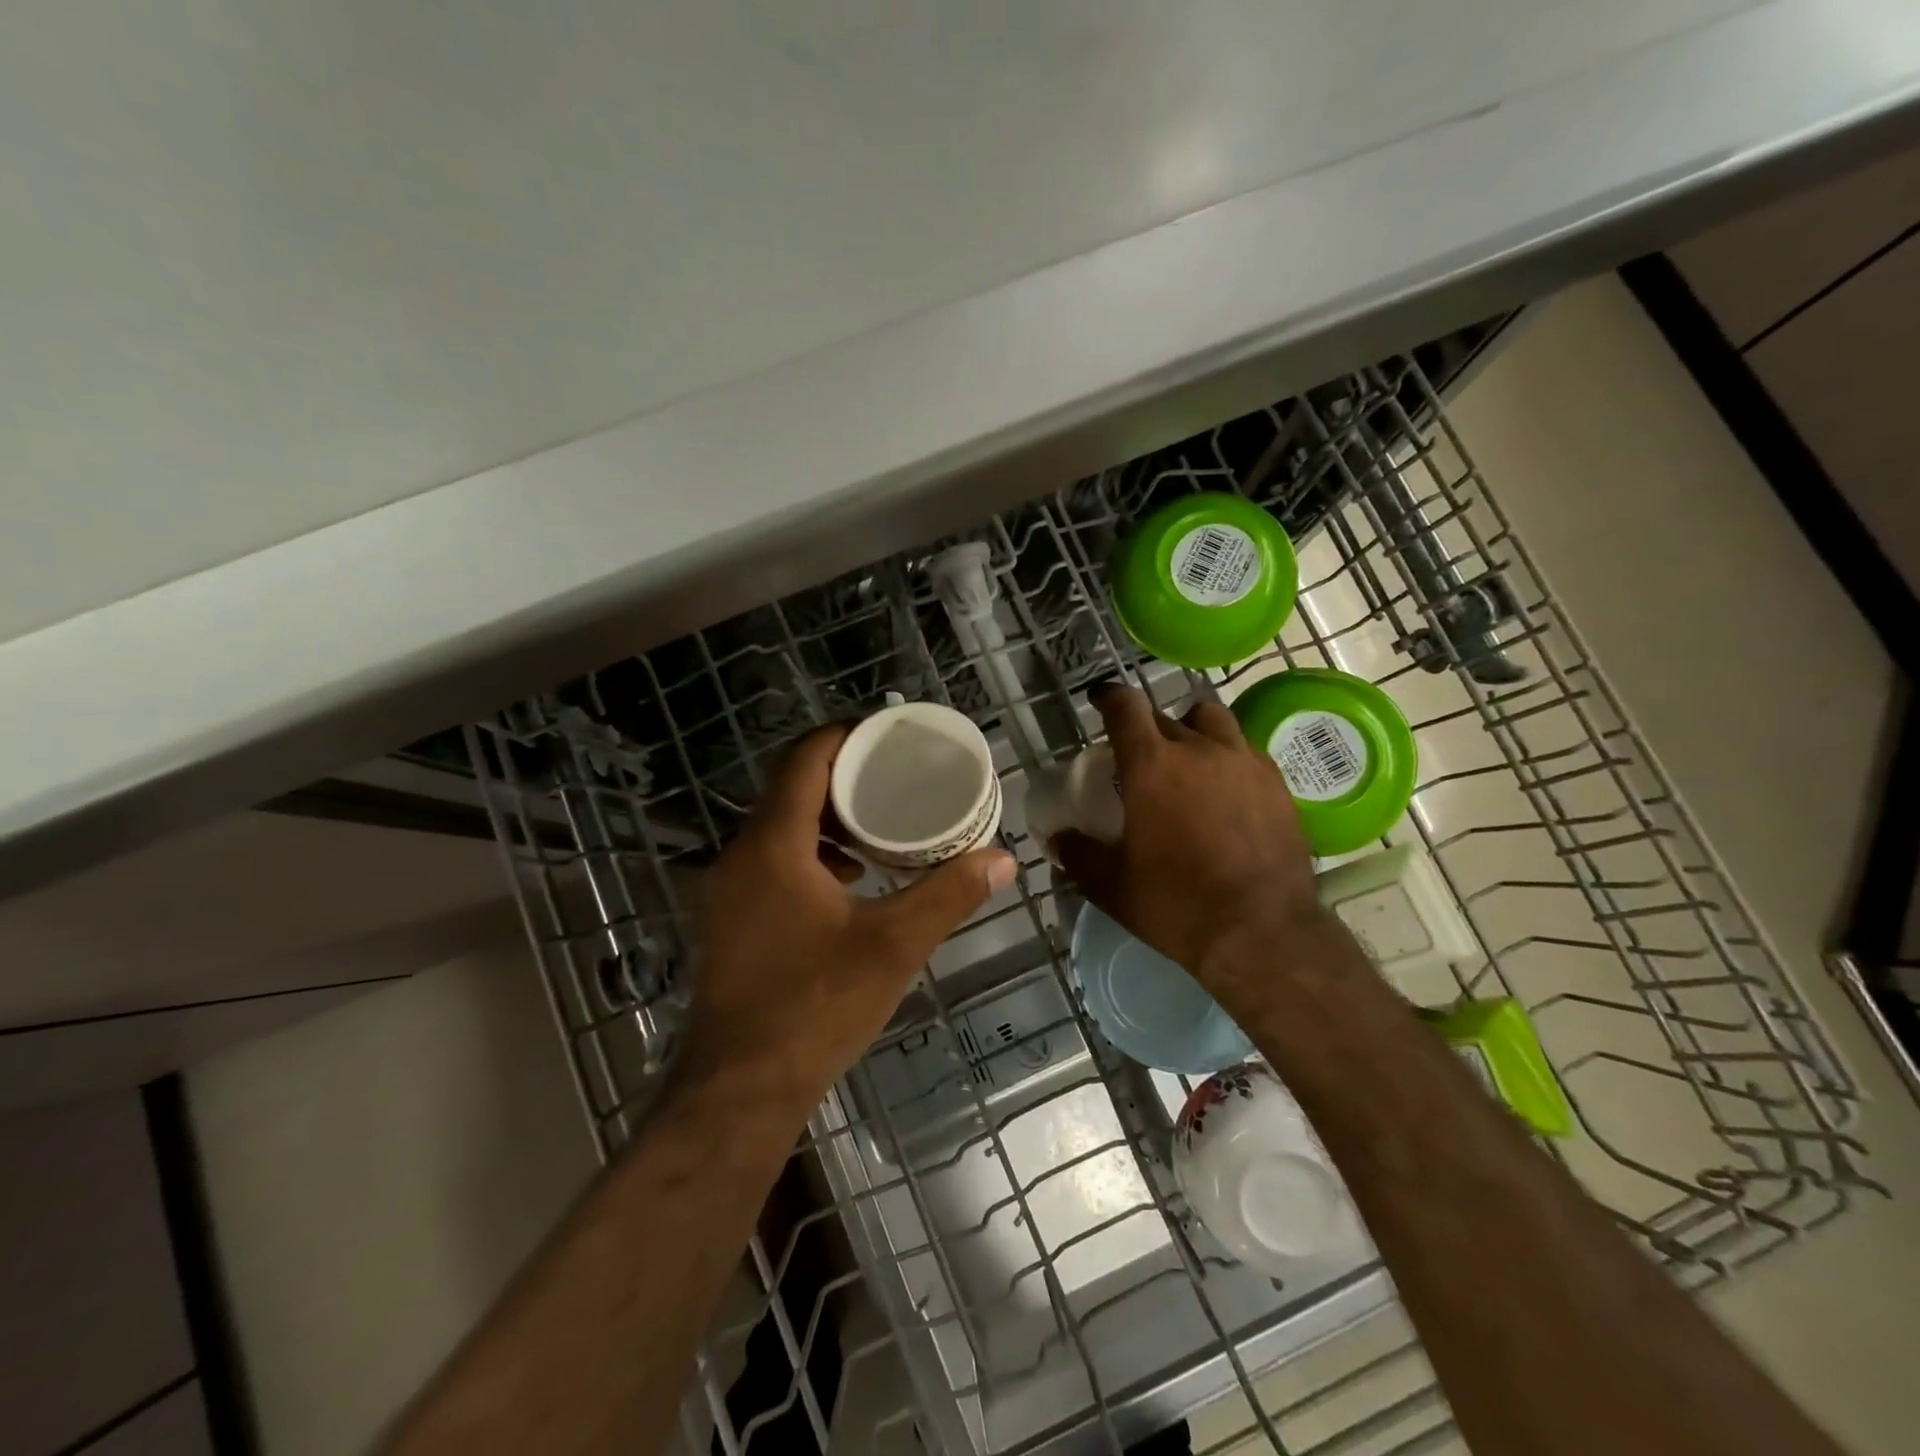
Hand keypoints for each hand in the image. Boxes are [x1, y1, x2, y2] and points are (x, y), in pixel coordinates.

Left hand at [678, 724, 1016, 1108]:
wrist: (739, 1090)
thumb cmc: (815, 1007)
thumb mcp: (893, 946)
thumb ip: (948, 895)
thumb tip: (1003, 859)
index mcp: (772, 845)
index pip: (804, 759)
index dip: (845, 735)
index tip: (887, 730)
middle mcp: (739, 856)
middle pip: (789, 789)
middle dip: (842, 775)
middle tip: (895, 774)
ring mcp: (726, 890)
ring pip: (778, 827)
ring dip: (825, 817)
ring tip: (879, 823)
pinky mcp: (728, 920)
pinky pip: (770, 861)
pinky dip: (809, 852)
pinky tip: (849, 879)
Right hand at [1055, 684, 1325, 1017]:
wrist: (1261, 932)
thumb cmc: (1175, 904)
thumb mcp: (1110, 885)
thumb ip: (1078, 853)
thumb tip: (1059, 838)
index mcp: (1151, 765)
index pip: (1126, 706)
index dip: (1109, 697)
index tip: (1100, 699)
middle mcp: (1199, 749)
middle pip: (1165, 716)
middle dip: (1146, 730)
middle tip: (1139, 760)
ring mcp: (1244, 762)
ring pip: (1212, 721)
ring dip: (1193, 730)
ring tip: (1189, 760)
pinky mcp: (1277, 783)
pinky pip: (1246, 750)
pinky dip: (1228, 757)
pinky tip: (1226, 790)